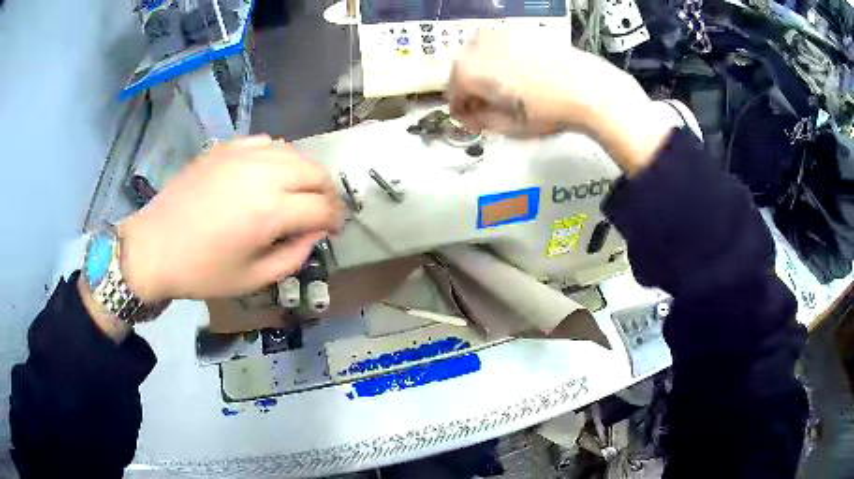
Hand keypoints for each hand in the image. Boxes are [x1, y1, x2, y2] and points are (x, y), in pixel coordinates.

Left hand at [119, 135, 344, 302]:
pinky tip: (270, 174)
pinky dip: (279, 157)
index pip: (322, 207)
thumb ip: (294, 256)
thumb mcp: (253, 279)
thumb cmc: (202, 271)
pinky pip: (267, 143)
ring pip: (294, 152)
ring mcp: (243, 155)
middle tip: (321, 212)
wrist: (155, 247)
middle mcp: (263, 174)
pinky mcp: (226, 148)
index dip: (336, 220)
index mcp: (270, 211)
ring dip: (305, 174)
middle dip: (327, 193)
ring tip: (298, 193)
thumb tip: (315, 233)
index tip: (335, 230)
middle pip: (316, 172)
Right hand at [448, 30, 672, 173]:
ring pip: (479, 56)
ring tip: (506, 91)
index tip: (475, 124)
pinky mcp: (519, 29)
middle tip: (490, 108)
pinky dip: (502, 60)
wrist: (587, 87)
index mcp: (467, 71)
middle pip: (462, 71)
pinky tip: (520, 74)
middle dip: (472, 91)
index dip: (462, 113)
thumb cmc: (547, 111)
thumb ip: (480, 120)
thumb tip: (473, 113)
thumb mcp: (508, 127)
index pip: (453, 95)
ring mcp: (498, 33)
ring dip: (485, 73)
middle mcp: (475, 45)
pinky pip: (500, 47)